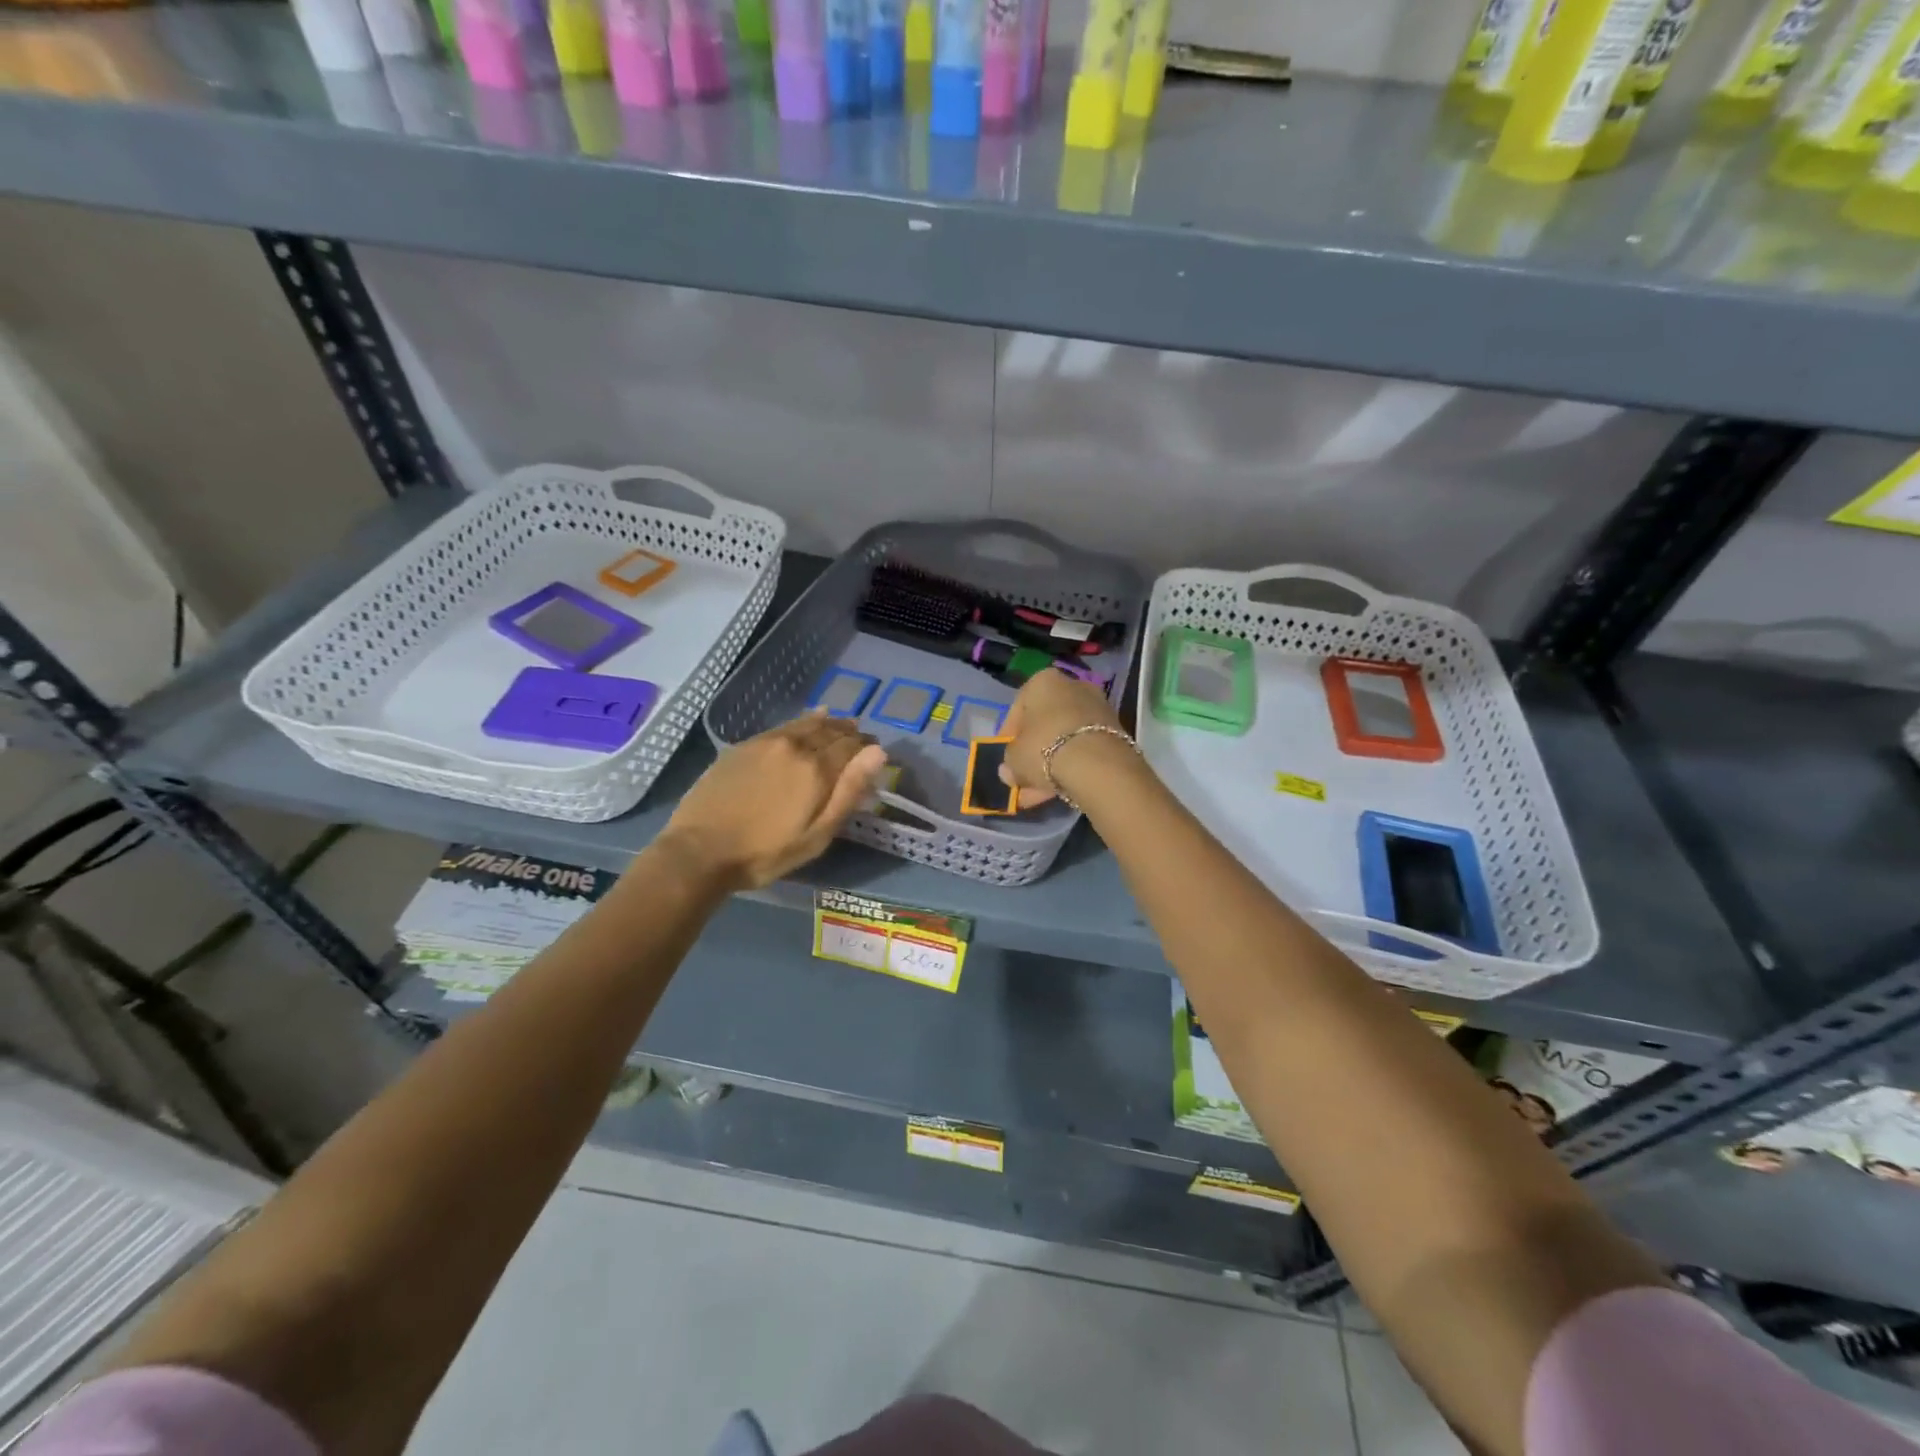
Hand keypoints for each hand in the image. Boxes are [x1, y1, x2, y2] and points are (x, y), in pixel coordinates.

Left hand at [660, 713, 887, 889]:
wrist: (699, 850)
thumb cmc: (765, 852)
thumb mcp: (817, 834)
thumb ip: (849, 791)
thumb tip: (878, 752)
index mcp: (816, 768)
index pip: (852, 747)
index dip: (867, 749)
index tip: (875, 753)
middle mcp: (795, 746)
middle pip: (831, 732)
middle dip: (850, 734)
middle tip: (861, 740)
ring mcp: (767, 742)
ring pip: (807, 724)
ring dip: (829, 724)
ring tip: (840, 725)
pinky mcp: (744, 745)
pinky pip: (784, 726)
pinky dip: (803, 722)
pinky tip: (809, 720)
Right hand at [999, 667, 1124, 806]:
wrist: (1097, 764)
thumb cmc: (1044, 748)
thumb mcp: (1014, 757)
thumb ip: (1009, 763)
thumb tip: (1009, 772)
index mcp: (1042, 682)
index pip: (1018, 709)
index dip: (1008, 737)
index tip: (1006, 759)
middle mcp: (1072, 687)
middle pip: (1044, 724)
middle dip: (1032, 754)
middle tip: (1022, 778)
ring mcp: (1096, 708)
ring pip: (1064, 740)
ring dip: (1049, 765)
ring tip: (1036, 795)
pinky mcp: (1114, 732)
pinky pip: (1082, 749)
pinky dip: (1070, 768)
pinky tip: (1057, 792)